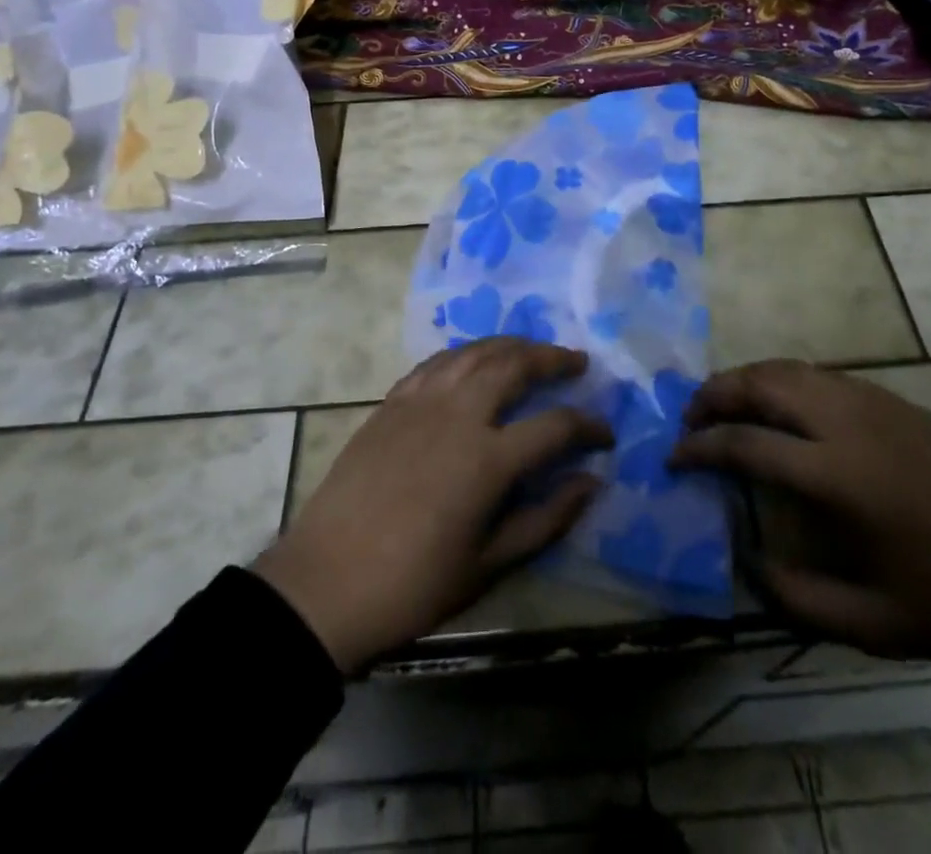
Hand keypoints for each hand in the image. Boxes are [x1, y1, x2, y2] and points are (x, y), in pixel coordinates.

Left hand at [252, 337, 611, 673]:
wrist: (324, 585)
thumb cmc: (413, 585)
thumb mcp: (489, 566)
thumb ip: (546, 519)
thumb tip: (592, 482)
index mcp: (488, 459)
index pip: (555, 426)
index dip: (588, 426)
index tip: (605, 436)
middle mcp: (459, 415)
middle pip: (515, 365)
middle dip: (553, 359)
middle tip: (576, 363)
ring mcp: (421, 402)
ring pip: (475, 352)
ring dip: (511, 345)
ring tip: (533, 350)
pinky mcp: (392, 403)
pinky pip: (437, 362)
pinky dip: (466, 354)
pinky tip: (475, 360)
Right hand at [671, 360, 930, 659]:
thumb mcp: (875, 626)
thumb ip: (798, 599)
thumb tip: (746, 563)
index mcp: (838, 475)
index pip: (746, 443)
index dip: (699, 447)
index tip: (673, 457)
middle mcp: (847, 422)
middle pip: (761, 383)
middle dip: (714, 394)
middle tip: (689, 418)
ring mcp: (871, 401)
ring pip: (788, 368)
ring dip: (745, 379)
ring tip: (723, 405)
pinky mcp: (891, 398)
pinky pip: (818, 373)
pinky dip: (781, 379)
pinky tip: (778, 407)